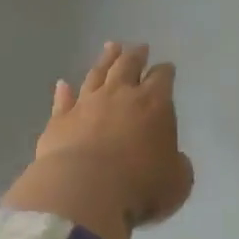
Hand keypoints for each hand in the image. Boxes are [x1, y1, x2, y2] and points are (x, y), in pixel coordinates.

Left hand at [3, 41, 194, 238]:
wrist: (83, 191)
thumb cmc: (139, 187)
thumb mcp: (177, 182)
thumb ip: (178, 165)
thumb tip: (174, 159)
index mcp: (154, 104)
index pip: (162, 78)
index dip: (165, 71)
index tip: (166, 67)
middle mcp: (119, 95)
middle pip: (127, 65)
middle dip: (135, 55)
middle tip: (139, 47)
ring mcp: (86, 104)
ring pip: (96, 74)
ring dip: (105, 60)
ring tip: (110, 47)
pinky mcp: (59, 120)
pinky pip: (63, 100)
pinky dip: (64, 91)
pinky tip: (63, 84)